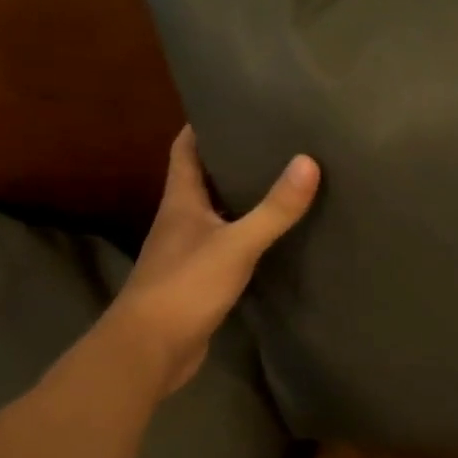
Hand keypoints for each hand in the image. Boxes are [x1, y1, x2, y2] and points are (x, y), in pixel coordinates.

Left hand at [119, 126, 319, 396]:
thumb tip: (309, 162)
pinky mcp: (198, 281)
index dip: (202, 125)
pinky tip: (272, 237)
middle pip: (203, 179)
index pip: (184, 150)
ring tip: (281, 181)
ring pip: (216, 214)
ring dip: (240, 199)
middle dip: (231, 159)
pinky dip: (246, 235)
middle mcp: (180, 221)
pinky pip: (225, 246)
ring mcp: (187, 252)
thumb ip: (273, 208)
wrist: (149, 351)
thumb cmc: (185, 287)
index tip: (232, 106)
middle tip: (273, 142)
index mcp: (180, 202)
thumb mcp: (236, 244)